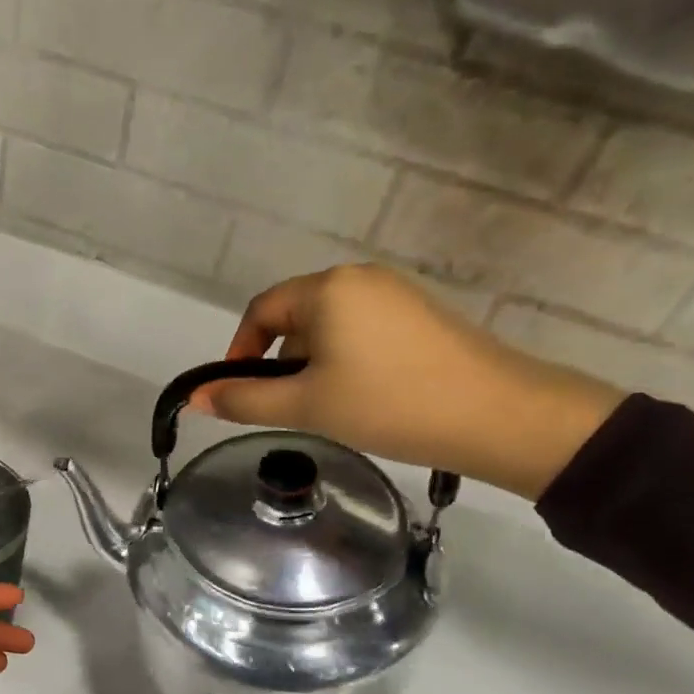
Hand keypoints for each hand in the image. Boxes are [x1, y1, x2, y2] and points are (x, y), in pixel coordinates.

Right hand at [189, 264, 624, 499]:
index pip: (261, 311)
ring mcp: (395, 293)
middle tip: (291, 408)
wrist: (497, 415)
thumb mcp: (306, 406)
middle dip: (281, 362)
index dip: (240, 352)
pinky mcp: (420, 313)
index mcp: (326, 289)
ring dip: (314, 364)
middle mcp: (358, 277)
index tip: (241, 392)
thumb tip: (195, 398)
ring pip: (329, 327)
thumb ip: (244, 399)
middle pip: (295, 317)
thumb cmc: (388, 404)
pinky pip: (361, 330)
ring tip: (331, 407)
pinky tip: (366, 395)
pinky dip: (347, 360)